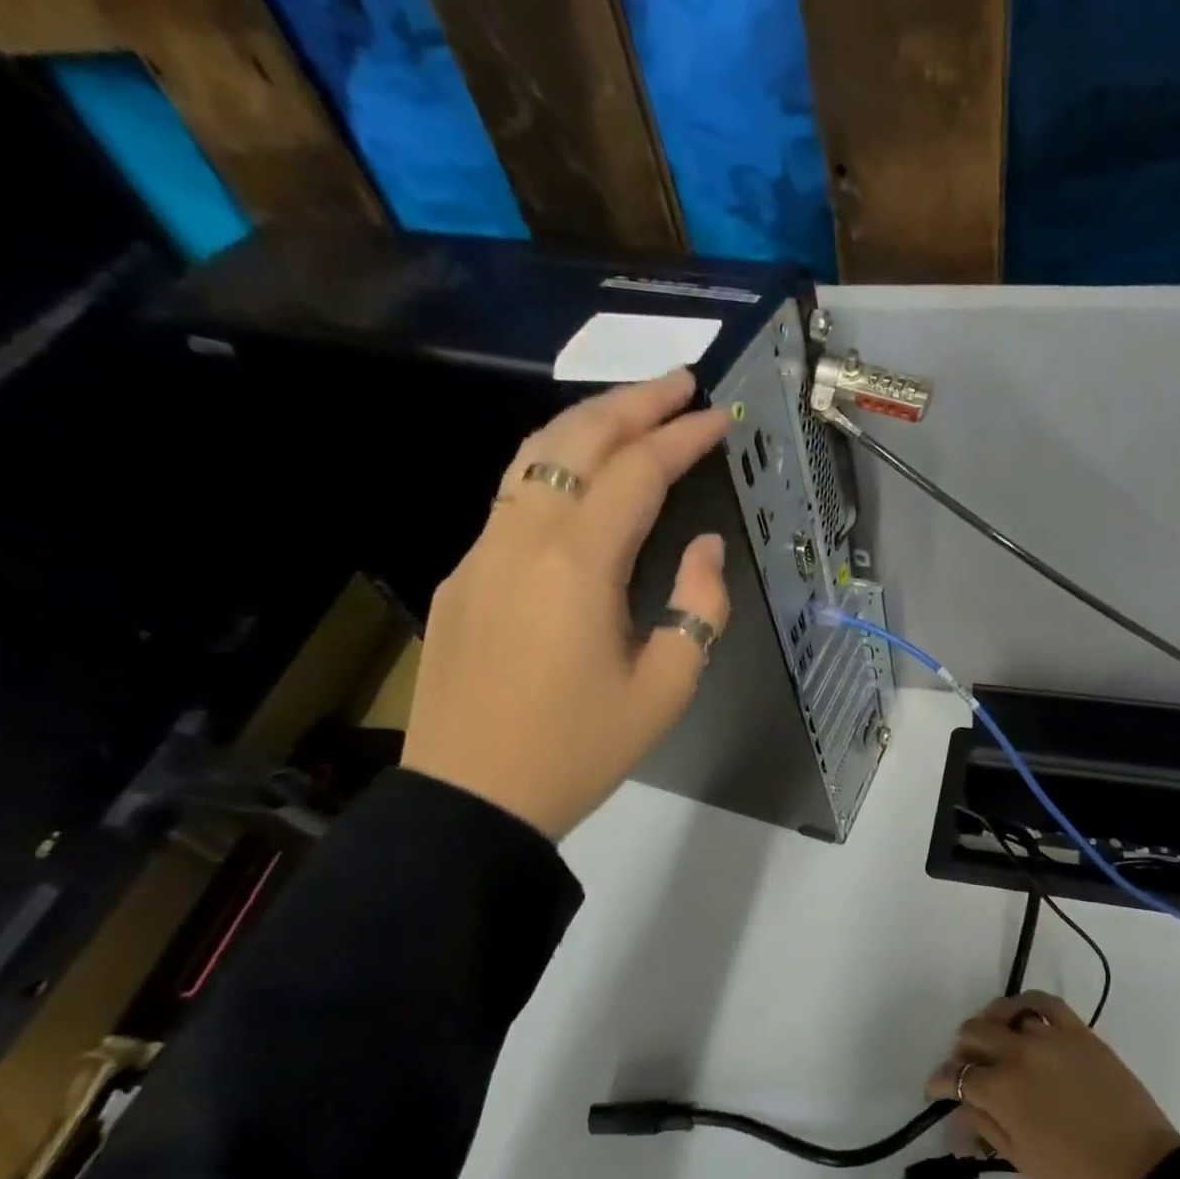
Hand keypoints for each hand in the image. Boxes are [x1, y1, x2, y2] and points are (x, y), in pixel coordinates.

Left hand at [401, 371, 732, 839]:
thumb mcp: (668, 688)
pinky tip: (578, 478)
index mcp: (578, 565)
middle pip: (576, 442)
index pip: (636, 472)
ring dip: (586, 423)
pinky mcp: (461, 576)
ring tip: (632, 411)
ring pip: (532, 459)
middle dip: (632, 403)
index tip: (719, 417)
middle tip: (679, 381)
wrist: (475, 797)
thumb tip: (702, 547)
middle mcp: (522, 538)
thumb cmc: (582, 749)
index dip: (681, 437)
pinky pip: (511, 498)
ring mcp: (481, 552)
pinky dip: (553, 466)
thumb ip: (699, 607)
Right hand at [926, 991, 1179, 1178]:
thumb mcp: (1022, 1160)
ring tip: (994, 1044)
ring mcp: (1051, 1038)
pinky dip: (1026, 1006)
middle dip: (962, 1052)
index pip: (955, 1076)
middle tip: (968, 1071)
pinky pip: (1045, 1003)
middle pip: (974, 1034)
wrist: (1144, 1174)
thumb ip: (985, 1126)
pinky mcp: (1080, 1032)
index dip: (939, 1083)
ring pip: (1004, 1014)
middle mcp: (1020, 1054)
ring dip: (991, 1029)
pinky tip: (1021, 1017)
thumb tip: (957, 1111)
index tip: (935, 1090)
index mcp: (1002, 1091)